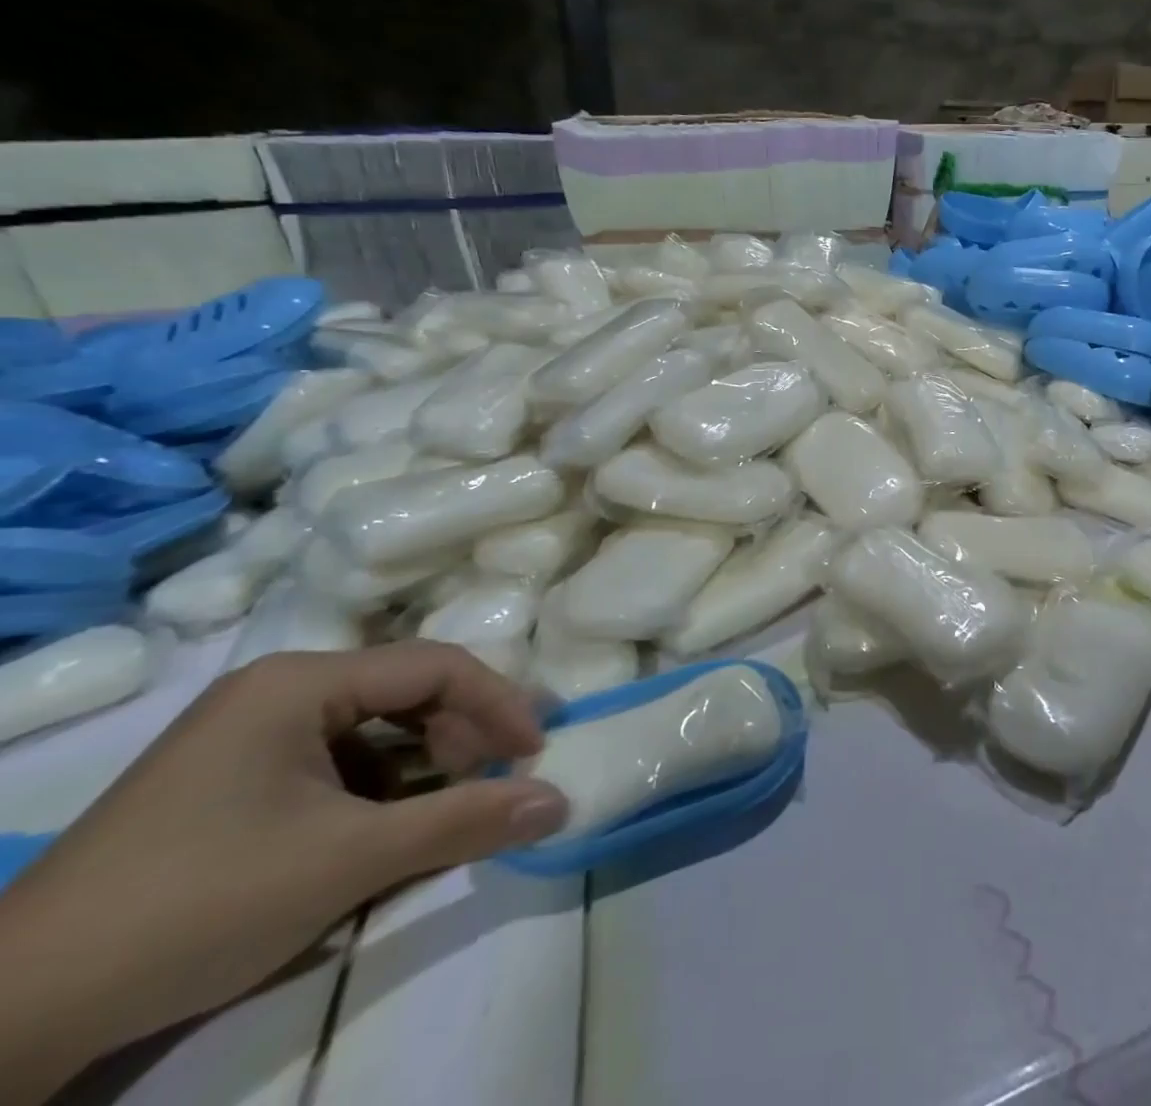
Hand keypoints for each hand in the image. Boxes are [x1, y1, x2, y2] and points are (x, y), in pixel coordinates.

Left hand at [0, 642, 566, 1093]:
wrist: (5, 1020)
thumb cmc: (197, 905)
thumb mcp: (347, 862)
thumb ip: (464, 821)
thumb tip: (560, 802)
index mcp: (302, 681)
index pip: (435, 666)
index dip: (499, 703)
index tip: (537, 752)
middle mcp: (278, 688)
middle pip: (407, 689)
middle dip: (461, 734)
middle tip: (494, 781)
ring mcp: (248, 732)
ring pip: (374, 725)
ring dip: (424, 762)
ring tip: (446, 807)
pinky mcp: (230, 777)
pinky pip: (335, 759)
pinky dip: (378, 786)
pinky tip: (385, 827)